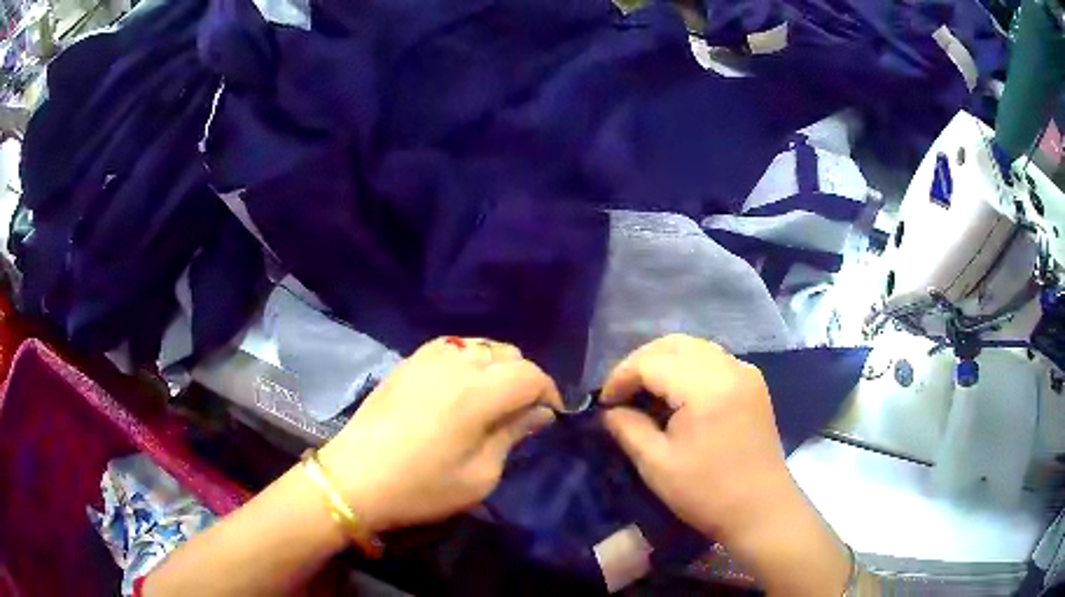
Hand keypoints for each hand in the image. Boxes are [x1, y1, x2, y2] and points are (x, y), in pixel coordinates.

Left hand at [318, 336, 562, 532]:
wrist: (355, 478)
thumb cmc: (422, 486)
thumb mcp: (480, 475)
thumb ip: (512, 435)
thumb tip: (539, 413)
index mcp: (478, 393)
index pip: (530, 374)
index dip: (548, 392)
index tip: (549, 416)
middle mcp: (456, 364)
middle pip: (508, 354)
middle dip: (524, 379)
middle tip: (520, 412)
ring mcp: (428, 358)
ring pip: (481, 346)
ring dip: (496, 367)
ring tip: (491, 398)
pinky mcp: (408, 362)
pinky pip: (451, 347)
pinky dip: (468, 360)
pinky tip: (460, 386)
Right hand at [599, 334, 792, 539]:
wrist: (762, 509)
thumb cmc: (708, 493)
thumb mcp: (657, 466)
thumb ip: (628, 429)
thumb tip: (609, 411)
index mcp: (707, 388)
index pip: (652, 361)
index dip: (621, 376)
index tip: (603, 402)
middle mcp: (729, 368)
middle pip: (674, 344)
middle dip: (640, 362)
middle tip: (620, 392)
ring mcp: (745, 373)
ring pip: (694, 347)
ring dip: (663, 362)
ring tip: (644, 392)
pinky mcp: (752, 383)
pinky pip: (712, 359)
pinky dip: (687, 367)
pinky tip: (676, 394)